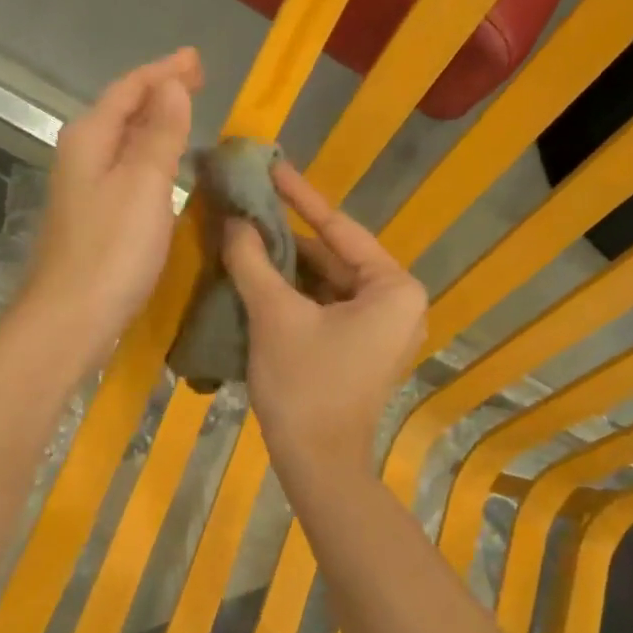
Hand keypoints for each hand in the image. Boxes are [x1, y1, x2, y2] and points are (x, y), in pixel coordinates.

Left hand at [25, 48, 202, 358]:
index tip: (197, 60)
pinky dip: (148, 160)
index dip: (164, 72)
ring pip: (123, 143)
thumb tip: (171, 85)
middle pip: (122, 111)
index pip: (129, 89)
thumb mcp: (144, 184)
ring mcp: (83, 189)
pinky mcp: (92, 219)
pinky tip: (165, 170)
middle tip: (197, 83)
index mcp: (90, 137)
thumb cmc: (111, 250)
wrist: (70, 319)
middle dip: (159, 94)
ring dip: (154, 127)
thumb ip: (160, 133)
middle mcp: (80, 156)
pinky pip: (125, 172)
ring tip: (186, 118)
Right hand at [222, 162, 426, 479]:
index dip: (299, 197)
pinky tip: (259, 276)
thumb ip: (254, 260)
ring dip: (287, 266)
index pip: (339, 229)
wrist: (317, 465)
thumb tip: (234, 220)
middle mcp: (398, 303)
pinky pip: (326, 307)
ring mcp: (382, 329)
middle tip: (248, 204)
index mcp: (395, 288)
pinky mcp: (362, 349)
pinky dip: (294, 294)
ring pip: (327, 283)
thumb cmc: (304, 385)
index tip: (271, 167)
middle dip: (288, 236)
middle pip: (334, 256)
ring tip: (245, 234)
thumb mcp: (274, 315)